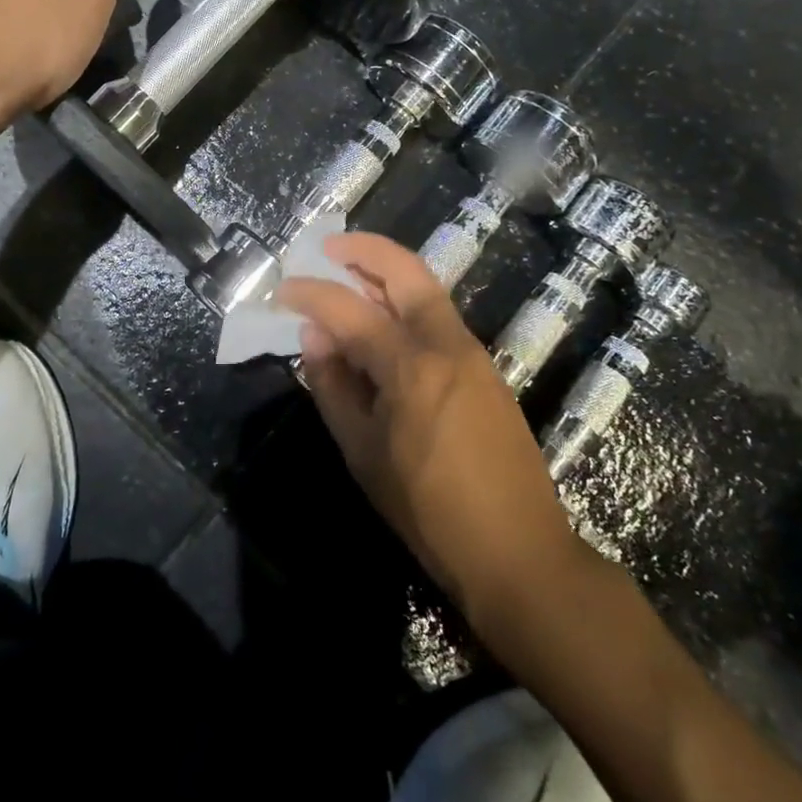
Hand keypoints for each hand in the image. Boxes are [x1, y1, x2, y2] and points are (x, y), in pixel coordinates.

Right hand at [276, 232, 579, 617]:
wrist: (519, 554)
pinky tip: (381, 321)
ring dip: (386, 271)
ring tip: (348, 275)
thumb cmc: (429, 511)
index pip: (348, 309)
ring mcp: (471, 353)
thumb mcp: (363, 454)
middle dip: (364, 249)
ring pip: (425, 288)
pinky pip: (437, 316)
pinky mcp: (484, 369)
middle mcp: (445, 344)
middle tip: (328, 248)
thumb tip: (315, 336)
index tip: (282, 290)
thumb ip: (333, 386)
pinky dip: (404, 302)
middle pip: (405, 270)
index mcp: (411, 366)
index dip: (309, 294)